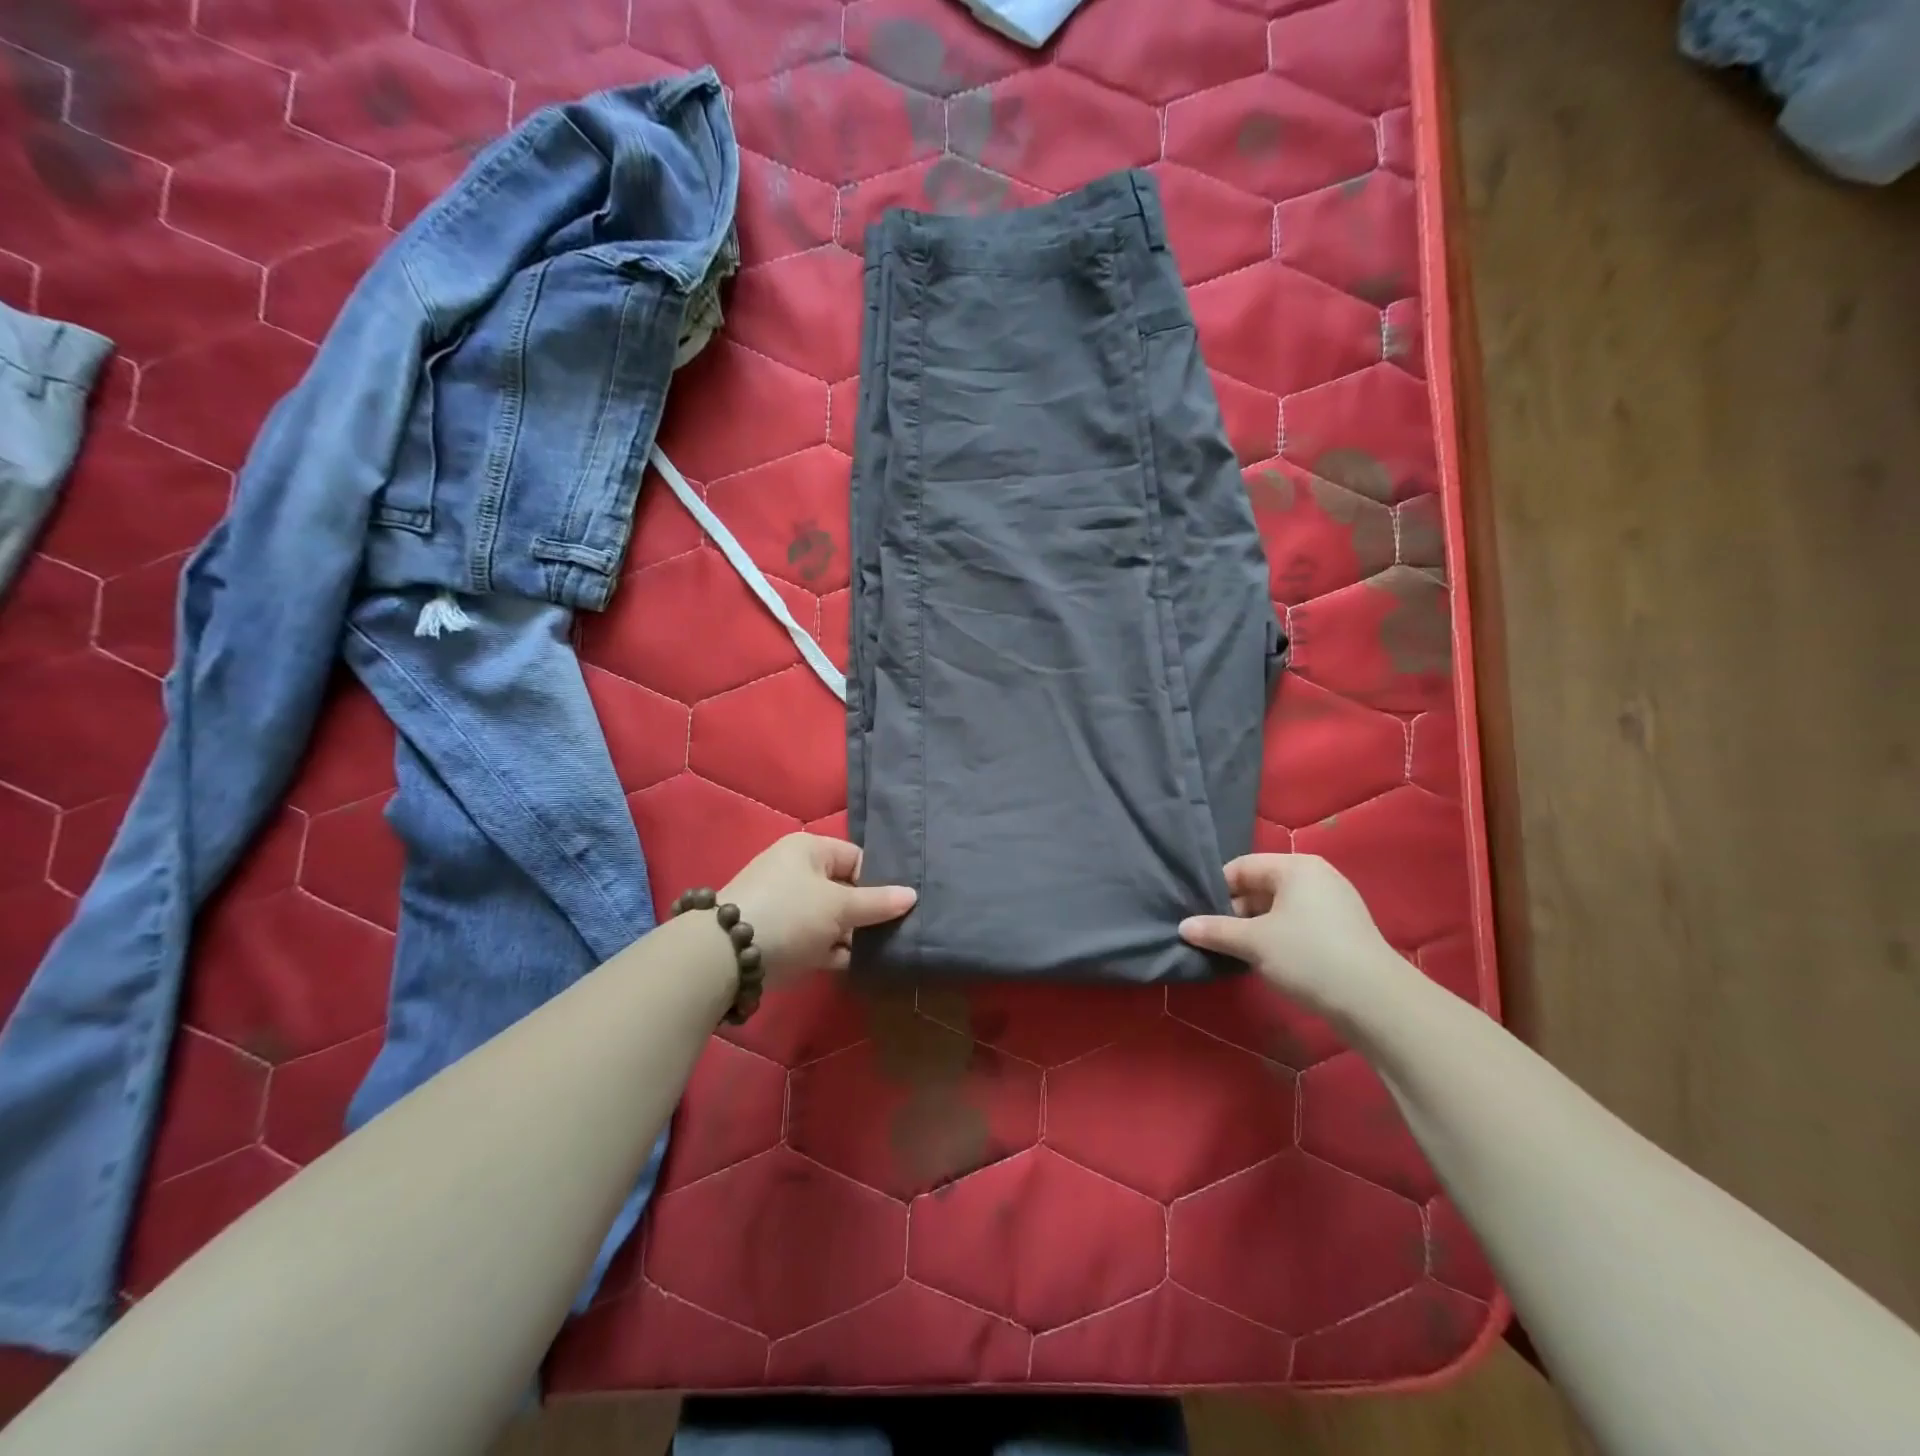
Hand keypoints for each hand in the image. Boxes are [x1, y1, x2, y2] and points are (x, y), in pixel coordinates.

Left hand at [720, 833, 915, 982]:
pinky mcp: (780, 938)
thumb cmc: (790, 914)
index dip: (879, 880)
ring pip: (831, 918)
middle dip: (868, 911)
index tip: (900, 905)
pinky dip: (835, 951)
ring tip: (886, 950)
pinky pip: (816, 940)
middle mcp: (796, 872)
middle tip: (898, 931)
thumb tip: (912, 895)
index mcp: (808, 851)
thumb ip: (878, 903)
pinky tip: (860, 965)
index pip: (856, 858)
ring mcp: (786, 907)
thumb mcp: (839, 906)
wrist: (725, 956)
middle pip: (844, 889)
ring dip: (853, 935)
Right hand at [1178, 854, 1404, 1015]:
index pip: (1241, 867)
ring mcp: (1334, 902)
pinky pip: (1298, 923)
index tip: (1199, 917)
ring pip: (1279, 907)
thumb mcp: (1253, 943)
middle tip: (1214, 937)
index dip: (1216, 891)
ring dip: (1255, 927)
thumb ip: (1215, 930)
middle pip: (1260, 886)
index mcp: (1295, 867)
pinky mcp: (1343, 929)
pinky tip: (1269, 960)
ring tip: (1237, 952)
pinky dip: (1278, 936)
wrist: (1376, 1002)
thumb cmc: (1308, 957)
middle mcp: (1316, 876)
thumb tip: (1183, 926)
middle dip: (1235, 912)